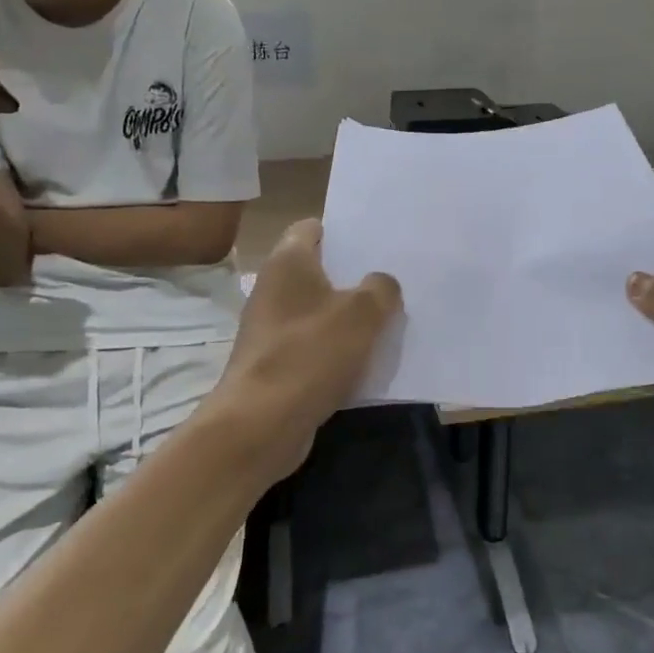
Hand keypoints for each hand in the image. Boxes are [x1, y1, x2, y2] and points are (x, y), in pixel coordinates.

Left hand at [204, 220, 400, 481]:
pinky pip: (314, 346)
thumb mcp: (363, 313)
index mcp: (288, 262)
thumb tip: (382, 284)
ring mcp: (271, 329)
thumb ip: (381, 289)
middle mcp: (273, 288)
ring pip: (319, 311)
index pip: (312, 227)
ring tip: (389, 319)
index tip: (376, 243)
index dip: (343, 231)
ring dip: (349, 316)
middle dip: (354, 276)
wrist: (260, 425)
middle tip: (393, 280)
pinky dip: (337, 350)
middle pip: (318, 271)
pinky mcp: (275, 364)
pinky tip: (367, 360)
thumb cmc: (310, 354)